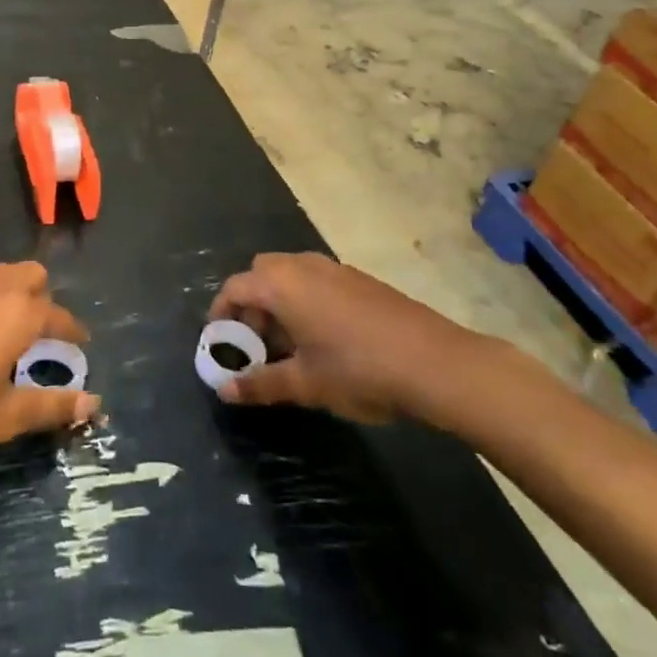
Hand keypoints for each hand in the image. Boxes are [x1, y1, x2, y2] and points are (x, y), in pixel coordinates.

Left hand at [0, 262, 99, 474]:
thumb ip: (50, 406)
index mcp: (15, 314)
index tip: (81, 343)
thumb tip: (94, 402)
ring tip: (7, 332)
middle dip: (43, 297)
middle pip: (29, 274)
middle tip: (41, 334)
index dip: (72, 329)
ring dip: (11, 293)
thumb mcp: (2, 419)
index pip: (57, 313)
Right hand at [209, 253, 491, 425]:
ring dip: (280, 303)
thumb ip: (260, 384)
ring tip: (289, 348)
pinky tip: (324, 341)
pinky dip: (306, 302)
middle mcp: (304, 266)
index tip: (221, 345)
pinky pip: (318, 282)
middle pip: (261, 274)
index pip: (234, 288)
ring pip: (292, 276)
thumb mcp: (304, 383)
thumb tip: (224, 390)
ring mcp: (336, 269)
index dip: (221, 315)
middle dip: (251, 305)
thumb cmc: (357, 370)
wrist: (435, 363)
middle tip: (256, 345)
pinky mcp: (361, 280)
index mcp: (281, 284)